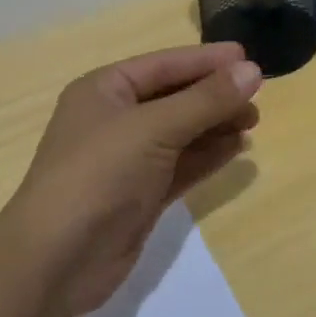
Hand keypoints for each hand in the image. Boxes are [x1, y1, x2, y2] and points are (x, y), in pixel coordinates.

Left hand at [0, 43, 261, 316]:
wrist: (56, 260)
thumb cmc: (99, 175)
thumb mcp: (154, 128)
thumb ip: (205, 100)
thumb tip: (252, 70)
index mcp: (104, 90)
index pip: (164, 65)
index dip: (206, 60)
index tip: (249, 57)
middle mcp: (114, 119)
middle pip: (174, 97)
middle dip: (214, 95)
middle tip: (259, 96)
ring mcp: (127, 160)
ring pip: (181, 132)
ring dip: (215, 125)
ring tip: (253, 121)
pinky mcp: (140, 195)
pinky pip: (181, 165)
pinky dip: (207, 156)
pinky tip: (236, 149)